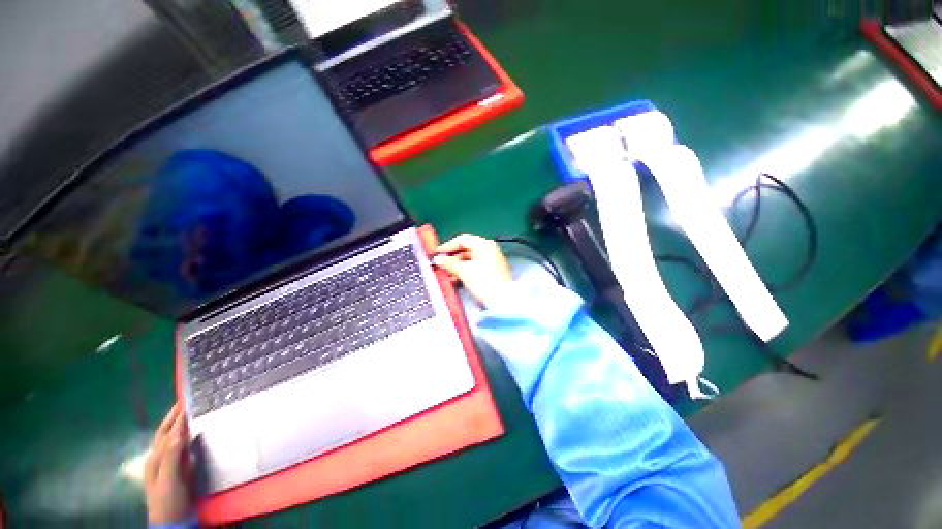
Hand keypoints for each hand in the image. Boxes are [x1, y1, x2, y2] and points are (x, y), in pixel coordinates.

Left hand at [144, 404, 193, 523]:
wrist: (173, 522)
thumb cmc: (169, 500)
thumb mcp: (169, 479)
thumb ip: (171, 455)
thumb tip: (179, 429)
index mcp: (156, 458)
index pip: (167, 431)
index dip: (176, 416)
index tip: (188, 399)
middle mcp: (160, 458)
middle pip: (166, 433)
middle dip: (175, 416)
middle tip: (188, 400)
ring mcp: (168, 465)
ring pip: (173, 439)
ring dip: (180, 424)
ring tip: (192, 412)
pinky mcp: (178, 470)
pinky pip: (181, 448)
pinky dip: (186, 436)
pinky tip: (194, 434)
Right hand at [433, 234, 512, 306]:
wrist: (502, 301)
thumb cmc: (488, 284)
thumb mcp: (464, 271)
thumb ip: (450, 263)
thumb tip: (440, 260)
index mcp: (484, 245)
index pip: (462, 240)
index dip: (447, 246)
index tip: (438, 253)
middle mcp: (490, 250)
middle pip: (466, 249)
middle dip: (452, 257)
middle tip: (441, 264)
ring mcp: (492, 260)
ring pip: (470, 259)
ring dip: (457, 265)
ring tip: (447, 273)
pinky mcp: (493, 271)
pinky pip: (475, 266)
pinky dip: (465, 270)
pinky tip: (457, 278)